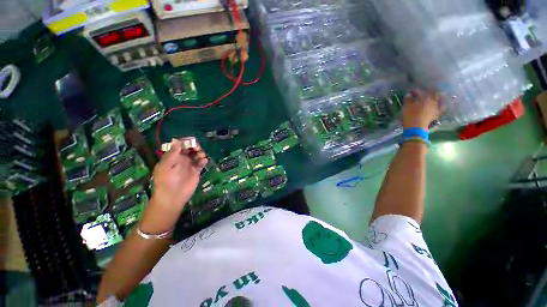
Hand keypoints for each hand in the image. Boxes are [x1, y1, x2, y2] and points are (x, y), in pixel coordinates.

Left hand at [140, 140, 207, 233]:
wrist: (172, 196)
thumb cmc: (166, 180)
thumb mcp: (166, 165)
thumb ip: (172, 153)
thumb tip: (176, 140)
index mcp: (172, 157)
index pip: (180, 145)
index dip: (185, 142)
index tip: (191, 141)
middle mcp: (181, 159)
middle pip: (190, 149)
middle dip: (194, 146)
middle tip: (197, 148)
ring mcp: (189, 165)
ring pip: (197, 155)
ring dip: (200, 152)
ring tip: (201, 156)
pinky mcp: (196, 171)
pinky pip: (201, 163)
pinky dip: (203, 160)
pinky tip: (203, 161)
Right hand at [402, 89, 439, 130]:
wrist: (416, 128)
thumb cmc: (410, 116)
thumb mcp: (406, 107)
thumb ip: (408, 99)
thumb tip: (409, 94)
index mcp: (425, 97)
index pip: (420, 91)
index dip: (414, 90)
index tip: (409, 91)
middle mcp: (433, 101)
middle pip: (432, 93)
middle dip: (427, 92)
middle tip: (421, 93)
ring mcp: (436, 108)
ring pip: (437, 100)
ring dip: (433, 98)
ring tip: (428, 98)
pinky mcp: (436, 114)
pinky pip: (438, 107)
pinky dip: (437, 105)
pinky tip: (434, 106)